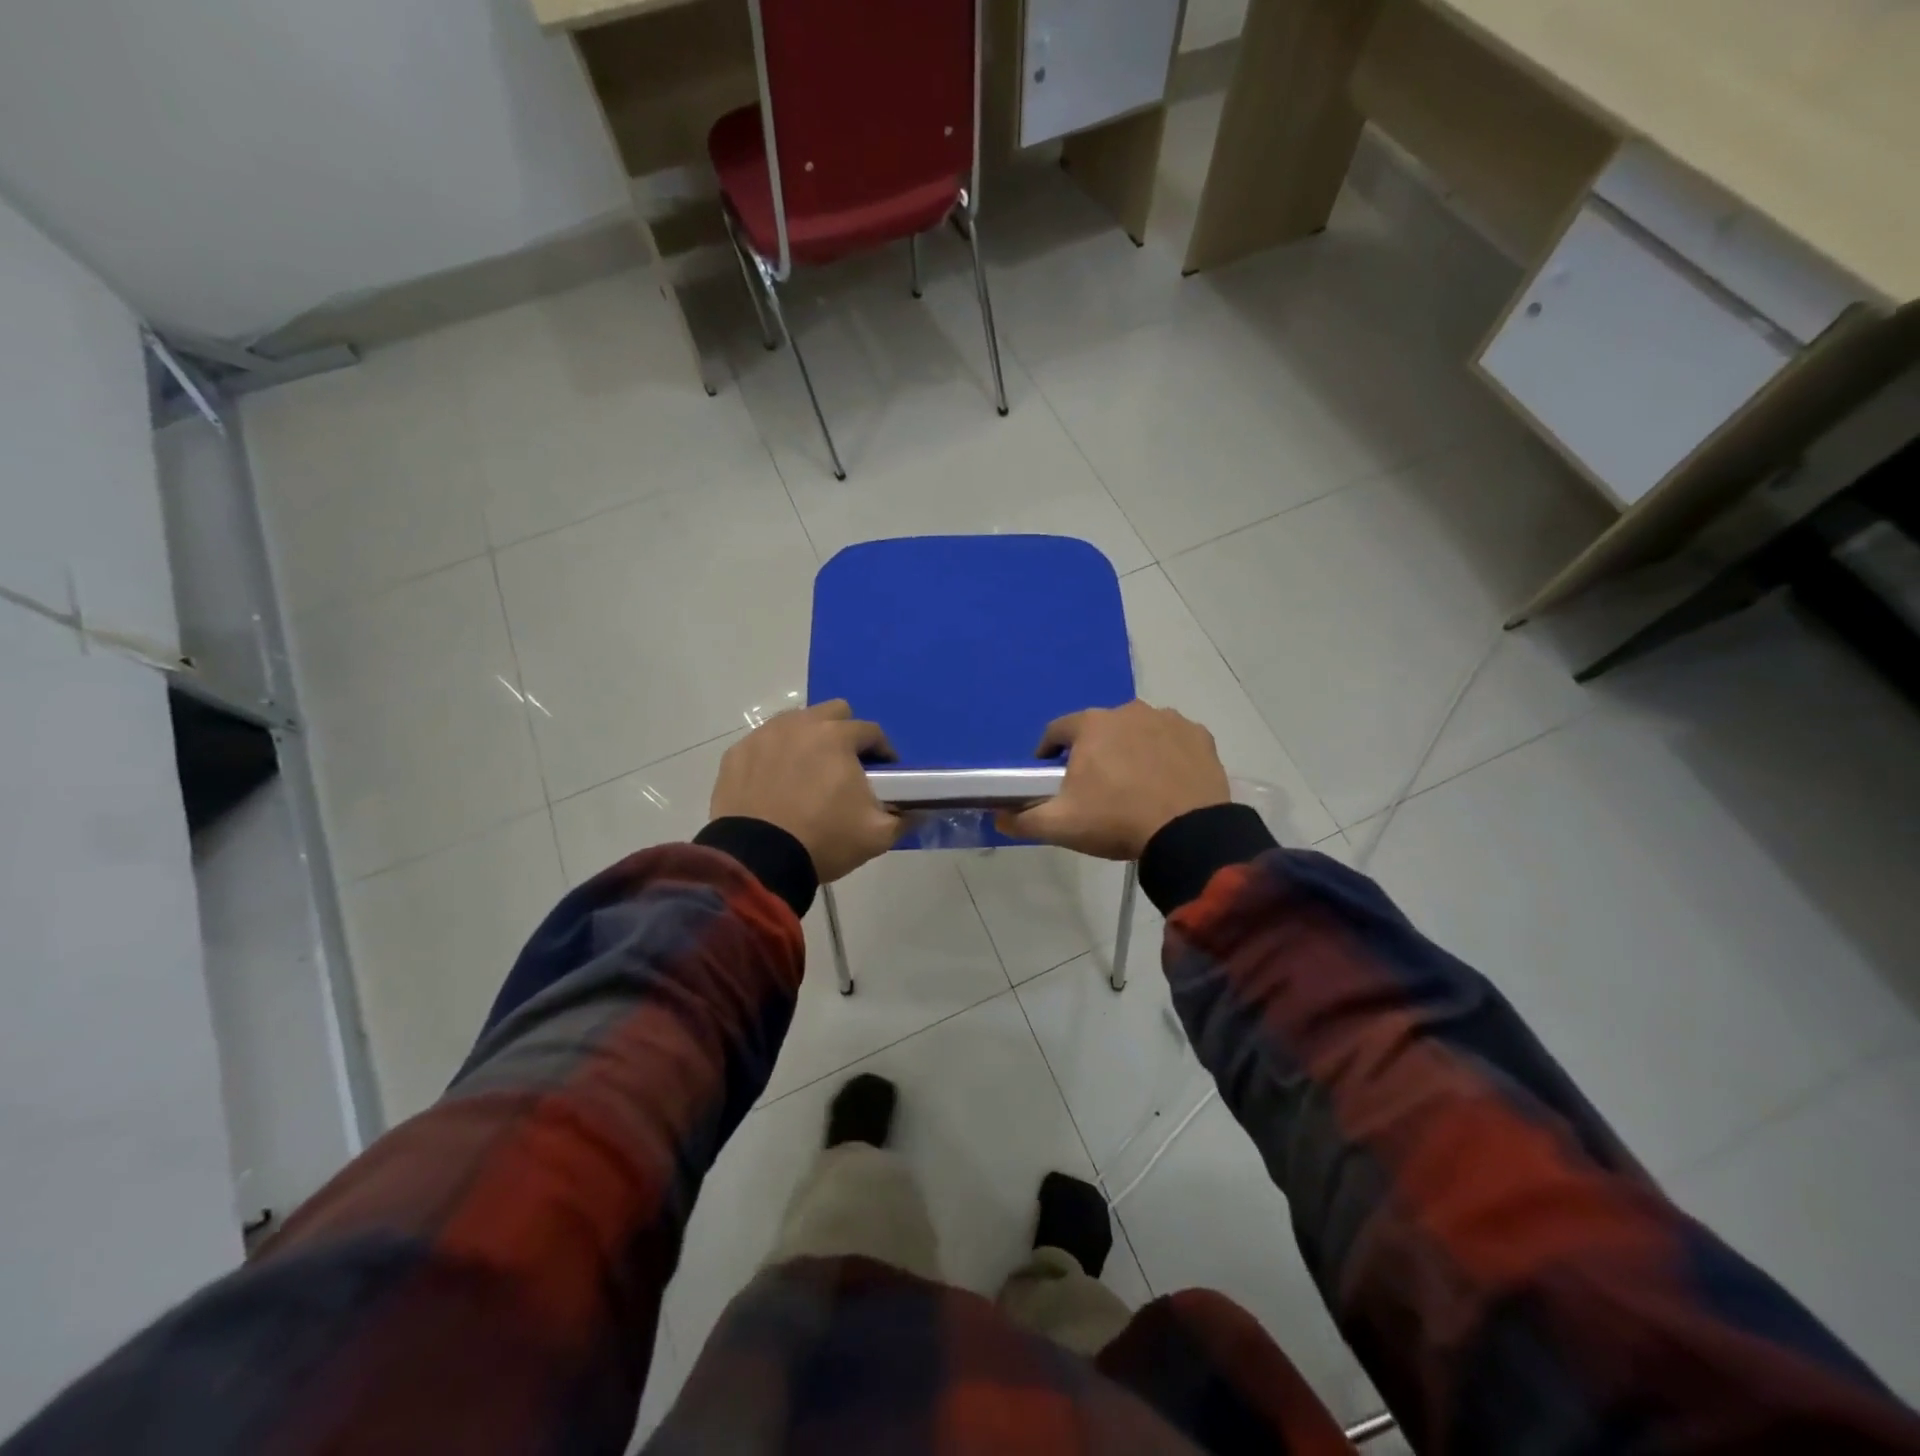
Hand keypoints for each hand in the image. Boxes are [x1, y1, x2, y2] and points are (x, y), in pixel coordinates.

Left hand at [709, 700, 902, 882]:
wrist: (757, 860)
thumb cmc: (823, 840)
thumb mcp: (876, 835)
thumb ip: (904, 818)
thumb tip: (920, 810)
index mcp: (838, 737)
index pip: (871, 732)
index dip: (883, 752)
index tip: (885, 774)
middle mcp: (800, 725)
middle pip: (833, 713)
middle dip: (845, 733)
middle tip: (845, 767)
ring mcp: (764, 736)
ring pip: (795, 724)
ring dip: (808, 741)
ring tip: (808, 775)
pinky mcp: (736, 754)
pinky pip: (763, 745)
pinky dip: (774, 758)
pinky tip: (775, 785)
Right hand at [996, 701, 1229, 859]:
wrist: (1188, 834)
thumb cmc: (1117, 821)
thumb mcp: (1060, 825)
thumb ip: (1022, 819)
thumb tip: (998, 816)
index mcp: (1091, 725)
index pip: (1057, 731)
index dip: (1049, 753)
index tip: (1050, 776)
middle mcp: (1129, 710)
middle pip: (1099, 730)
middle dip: (1093, 752)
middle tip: (1095, 787)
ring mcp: (1168, 720)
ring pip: (1137, 732)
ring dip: (1130, 750)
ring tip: (1133, 786)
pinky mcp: (1199, 736)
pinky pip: (1172, 740)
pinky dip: (1166, 755)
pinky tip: (1166, 782)